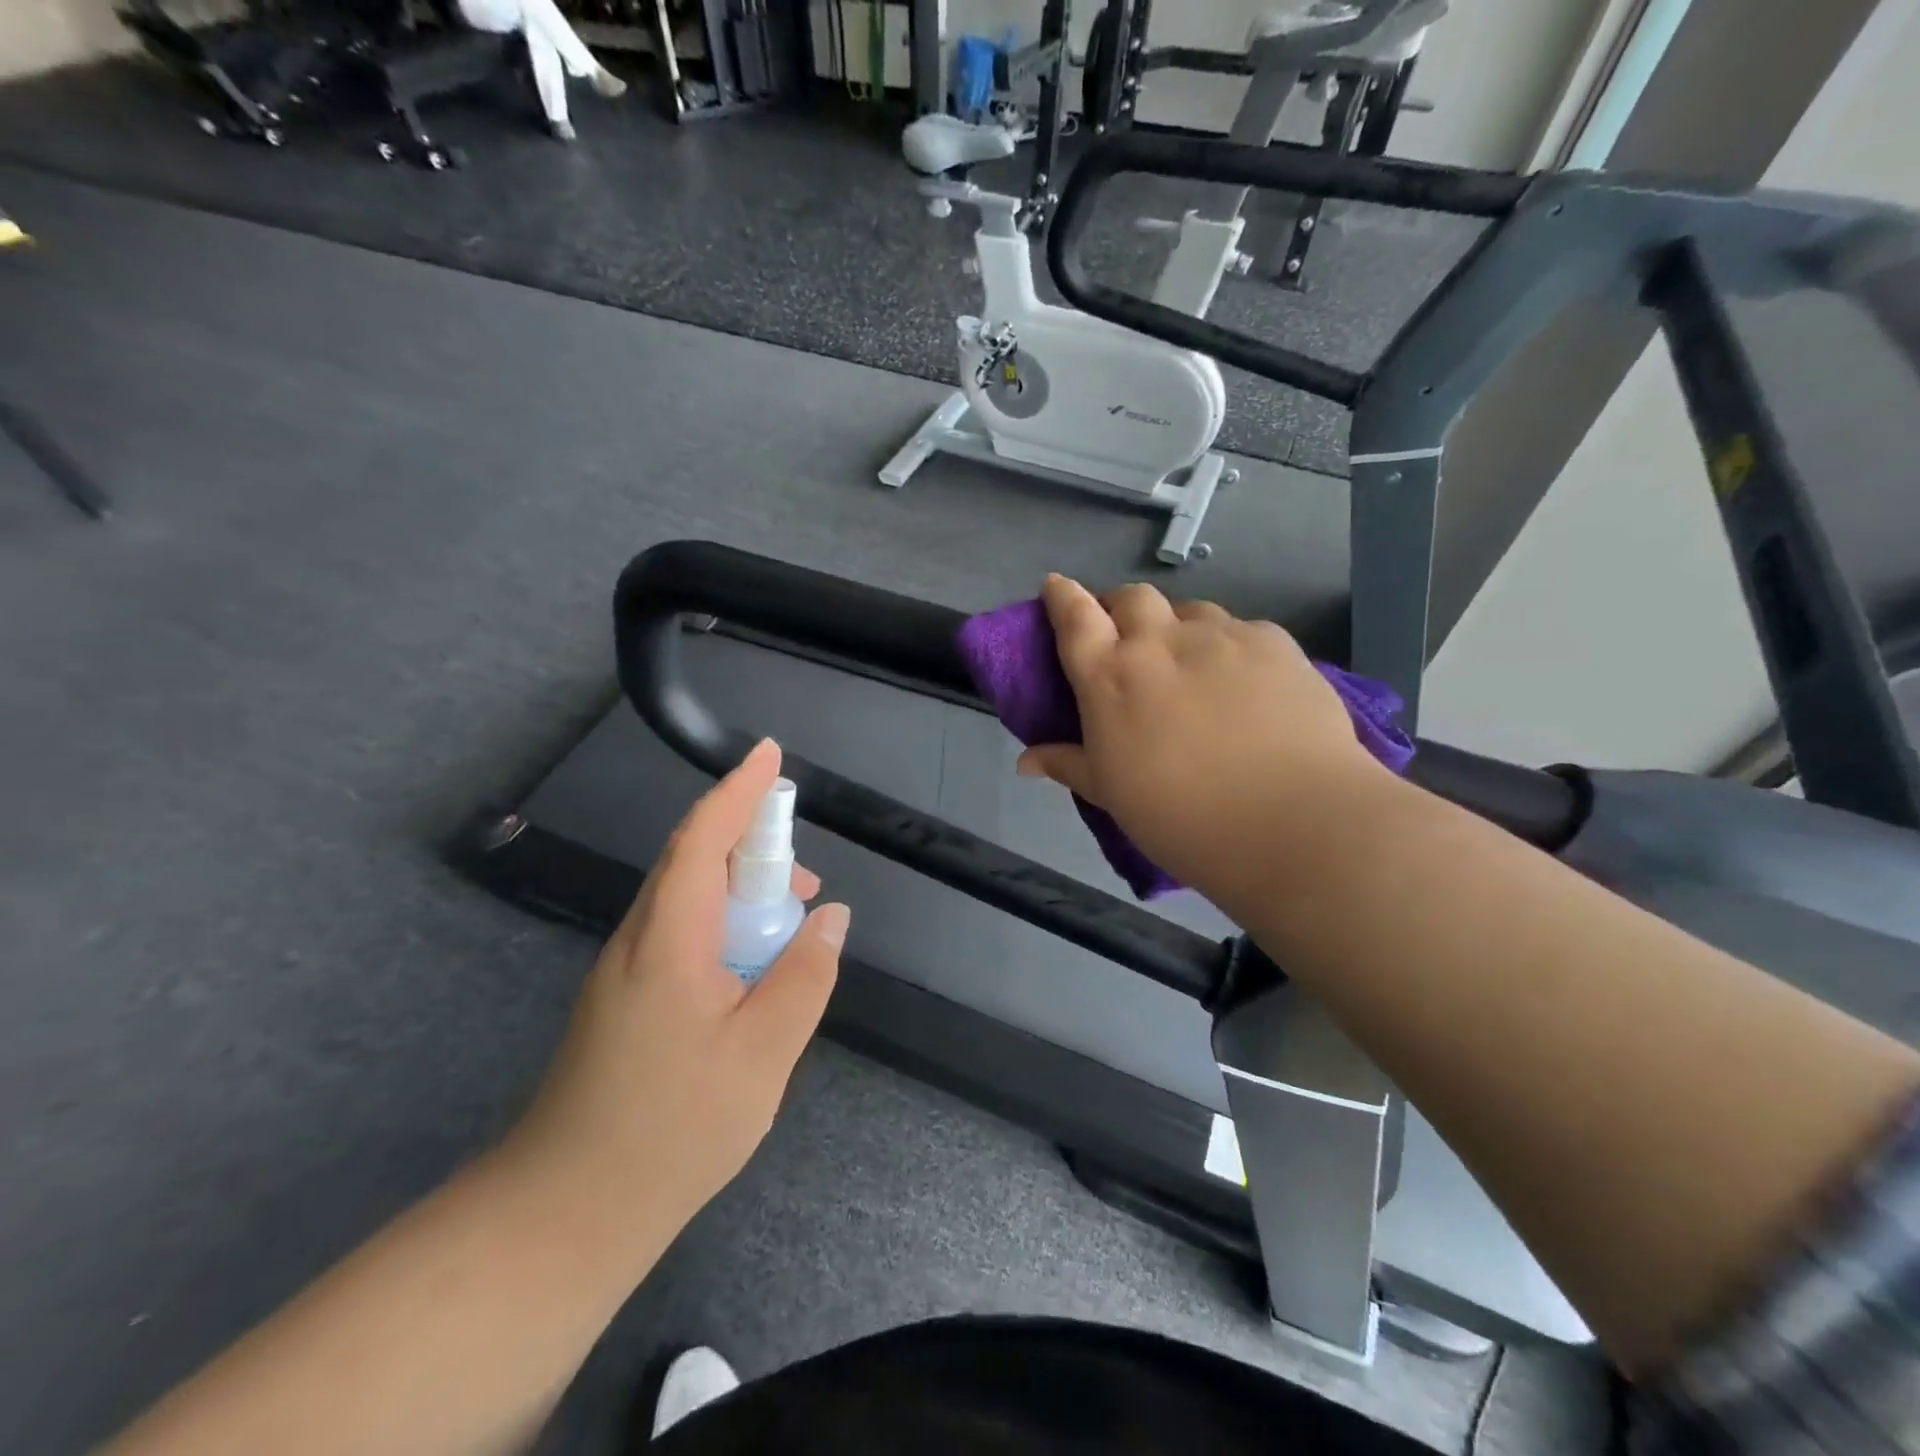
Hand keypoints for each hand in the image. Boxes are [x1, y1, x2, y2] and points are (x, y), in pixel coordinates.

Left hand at [499, 740, 847, 1237]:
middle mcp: (638, 940)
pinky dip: (724, 928)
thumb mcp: (762, 1054)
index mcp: (668, 940)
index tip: (769, 754)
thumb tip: (831, 917)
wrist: (564, 1214)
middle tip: (804, 885)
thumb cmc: (671, 1130)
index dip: (739, 791)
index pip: (703, 839)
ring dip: (741, 895)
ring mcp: (625, 971)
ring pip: (688, 901)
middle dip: (751, 849)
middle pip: (694, 862)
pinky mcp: (625, 1000)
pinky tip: (752, 971)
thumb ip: (804, 976)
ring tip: (790, 930)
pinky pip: (681, 934)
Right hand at [1017, 576, 1389, 894]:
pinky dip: (1229, 645)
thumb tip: (1025, 760)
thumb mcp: (1113, 795)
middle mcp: (1159, 642)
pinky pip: (1240, 629)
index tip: (1056, 586)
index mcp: (1110, 677)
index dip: (1061, 596)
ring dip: (1177, 627)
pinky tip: (1244, 681)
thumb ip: (1069, 765)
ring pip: (1189, 610)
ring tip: (1190, 663)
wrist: (1291, 822)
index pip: (1074, 617)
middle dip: (1120, 608)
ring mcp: (1220, 636)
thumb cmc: (1182, 817)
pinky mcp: (1273, 642)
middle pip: (1131, 598)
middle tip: (1127, 640)